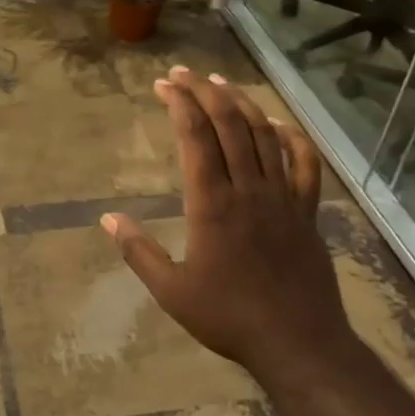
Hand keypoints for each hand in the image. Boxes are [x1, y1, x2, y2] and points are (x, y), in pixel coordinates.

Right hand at [103, 67, 352, 382]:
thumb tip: (107, 220)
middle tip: (184, 73)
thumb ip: (138, 252)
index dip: (179, 103)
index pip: (195, 137)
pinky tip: (278, 124)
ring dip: (242, 103)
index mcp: (212, 203)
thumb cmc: (228, 317)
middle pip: (229, 124)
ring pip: (264, 135)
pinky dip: (292, 138)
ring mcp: (283, 197)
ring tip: (221, 82)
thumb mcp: (171, 290)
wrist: (297, 342)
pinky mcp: (307, 212)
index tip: (163, 85)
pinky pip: (305, 164)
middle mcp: (248, 188)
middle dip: (205, 91)